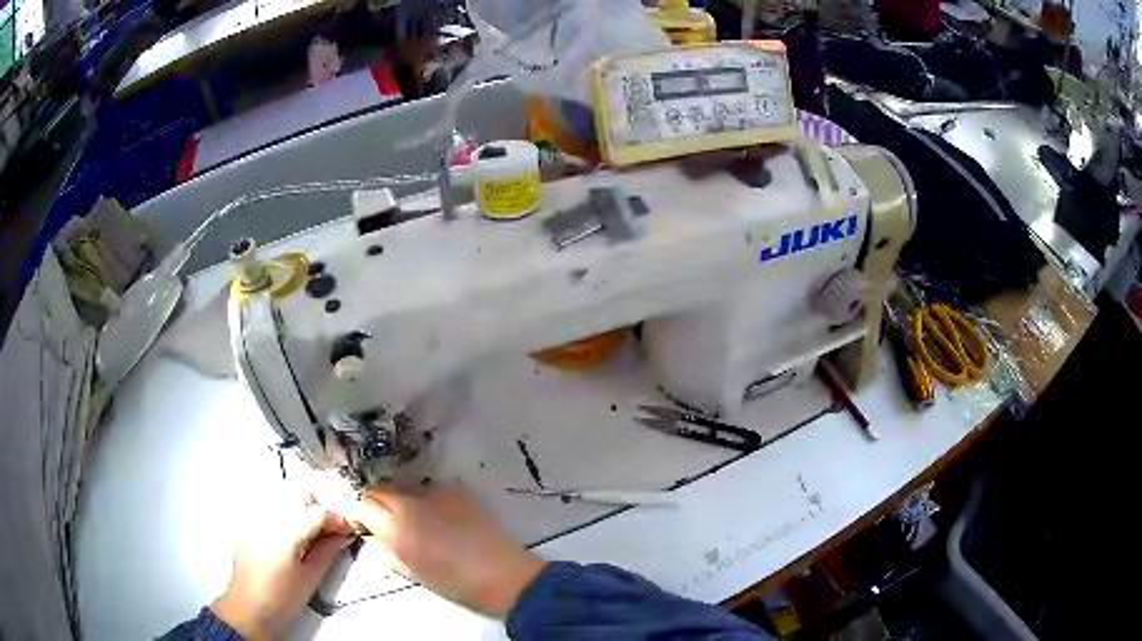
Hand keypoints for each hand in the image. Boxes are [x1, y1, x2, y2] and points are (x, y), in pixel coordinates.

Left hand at [212, 500, 354, 638]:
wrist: (249, 610)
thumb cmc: (277, 601)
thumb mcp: (311, 578)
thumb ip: (328, 552)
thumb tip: (340, 537)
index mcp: (284, 533)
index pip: (317, 512)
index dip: (338, 519)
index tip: (347, 528)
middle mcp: (266, 520)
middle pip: (298, 495)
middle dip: (318, 510)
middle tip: (331, 531)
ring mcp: (254, 520)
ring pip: (283, 497)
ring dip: (301, 509)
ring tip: (312, 534)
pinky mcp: (248, 525)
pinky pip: (270, 507)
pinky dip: (285, 514)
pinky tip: (292, 536)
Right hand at [356, 484, 545, 618]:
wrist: (500, 574)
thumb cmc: (452, 582)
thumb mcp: (410, 572)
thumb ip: (387, 550)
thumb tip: (379, 538)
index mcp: (395, 526)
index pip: (363, 504)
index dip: (361, 515)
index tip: (366, 526)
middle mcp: (410, 501)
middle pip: (379, 489)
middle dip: (377, 504)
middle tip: (386, 522)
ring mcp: (434, 492)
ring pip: (402, 485)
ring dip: (399, 498)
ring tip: (413, 518)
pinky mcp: (456, 490)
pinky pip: (428, 488)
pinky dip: (423, 498)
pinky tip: (437, 516)